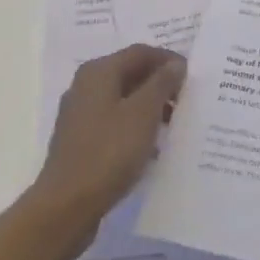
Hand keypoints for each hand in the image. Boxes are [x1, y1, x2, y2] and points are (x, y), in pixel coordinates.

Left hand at [30, 44, 185, 250]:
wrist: (66, 206)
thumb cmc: (109, 152)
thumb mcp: (143, 113)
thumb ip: (162, 83)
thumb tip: (175, 64)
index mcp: (98, 72)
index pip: (140, 52)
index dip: (168, 60)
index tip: (192, 77)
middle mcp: (85, 86)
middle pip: (130, 73)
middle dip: (159, 84)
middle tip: (186, 100)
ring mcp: (80, 115)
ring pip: (122, 99)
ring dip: (149, 107)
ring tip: (174, 124)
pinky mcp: (80, 141)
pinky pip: (114, 122)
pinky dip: (134, 127)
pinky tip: (151, 147)